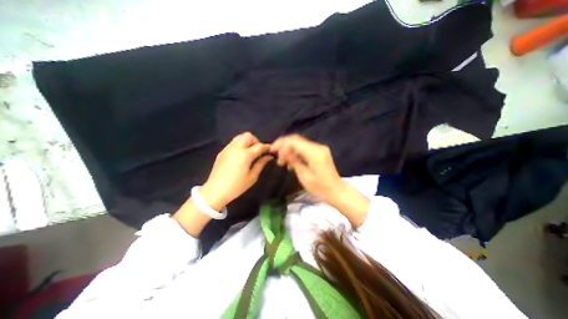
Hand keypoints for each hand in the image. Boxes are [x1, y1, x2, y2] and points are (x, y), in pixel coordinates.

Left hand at [199, 131, 270, 209]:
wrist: (216, 190)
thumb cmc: (237, 186)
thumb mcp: (252, 177)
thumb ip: (261, 164)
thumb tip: (268, 156)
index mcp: (245, 154)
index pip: (259, 146)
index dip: (266, 147)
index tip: (270, 150)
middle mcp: (236, 148)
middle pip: (248, 136)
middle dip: (255, 141)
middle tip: (258, 151)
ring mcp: (228, 149)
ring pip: (239, 138)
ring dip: (247, 142)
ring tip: (249, 153)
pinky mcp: (222, 152)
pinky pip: (233, 143)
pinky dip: (239, 145)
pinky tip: (240, 156)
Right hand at [268, 135, 346, 204]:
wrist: (337, 191)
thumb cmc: (321, 188)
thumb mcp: (304, 176)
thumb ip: (294, 161)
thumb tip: (283, 152)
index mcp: (314, 152)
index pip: (294, 141)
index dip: (281, 143)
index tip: (272, 149)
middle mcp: (318, 147)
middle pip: (297, 141)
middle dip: (285, 147)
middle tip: (278, 158)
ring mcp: (320, 149)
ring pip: (300, 144)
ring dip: (290, 150)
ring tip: (283, 162)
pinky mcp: (320, 153)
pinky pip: (305, 149)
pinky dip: (297, 153)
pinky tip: (292, 162)